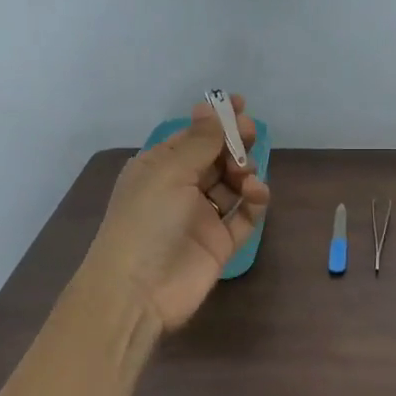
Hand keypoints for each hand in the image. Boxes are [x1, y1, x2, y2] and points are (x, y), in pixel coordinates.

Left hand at [86, 93, 270, 332]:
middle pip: (215, 157)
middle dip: (234, 142)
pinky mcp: (220, 243)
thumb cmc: (147, 220)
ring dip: (244, 171)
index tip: (239, 104)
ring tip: (245, 174)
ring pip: (232, 184)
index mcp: (158, 167)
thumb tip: (211, 106)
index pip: (191, 136)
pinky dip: (254, 202)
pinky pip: (244, 216)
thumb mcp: (169, 172)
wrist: (138, 291)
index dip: (215, 120)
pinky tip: (256, 194)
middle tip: (250, 133)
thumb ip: (199, 141)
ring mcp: (201, 216)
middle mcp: (180, 188)